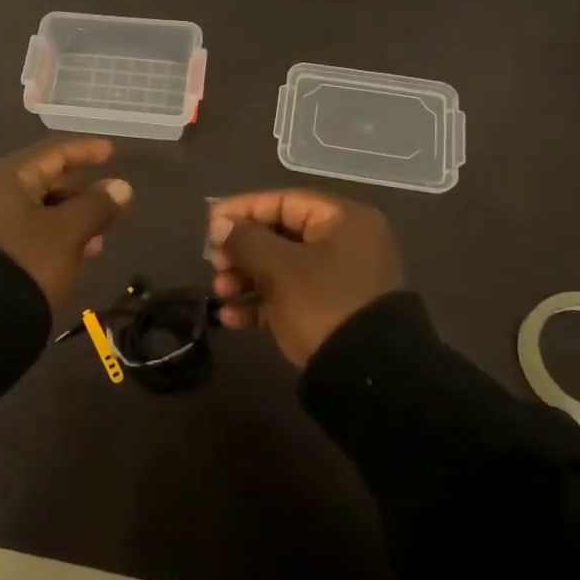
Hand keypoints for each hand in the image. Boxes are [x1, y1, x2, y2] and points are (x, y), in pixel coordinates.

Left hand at [0, 137, 133, 307]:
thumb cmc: (26, 263)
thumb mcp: (68, 233)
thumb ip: (97, 206)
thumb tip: (121, 187)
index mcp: (5, 177)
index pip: (53, 153)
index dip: (85, 151)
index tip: (112, 152)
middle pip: (44, 181)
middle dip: (80, 193)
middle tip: (110, 205)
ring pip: (36, 209)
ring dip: (70, 220)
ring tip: (99, 241)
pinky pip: (25, 230)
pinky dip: (52, 236)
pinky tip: (74, 256)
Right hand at [206, 190, 404, 368]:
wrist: (369, 377)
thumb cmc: (323, 305)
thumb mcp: (279, 269)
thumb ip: (245, 240)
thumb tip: (220, 224)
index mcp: (344, 220)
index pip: (284, 202)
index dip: (244, 210)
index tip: (210, 223)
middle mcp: (346, 243)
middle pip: (281, 235)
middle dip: (242, 251)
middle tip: (215, 265)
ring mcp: (341, 279)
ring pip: (283, 268)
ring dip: (246, 278)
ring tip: (220, 294)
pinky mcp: (334, 311)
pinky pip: (291, 296)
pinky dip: (262, 302)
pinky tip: (231, 317)